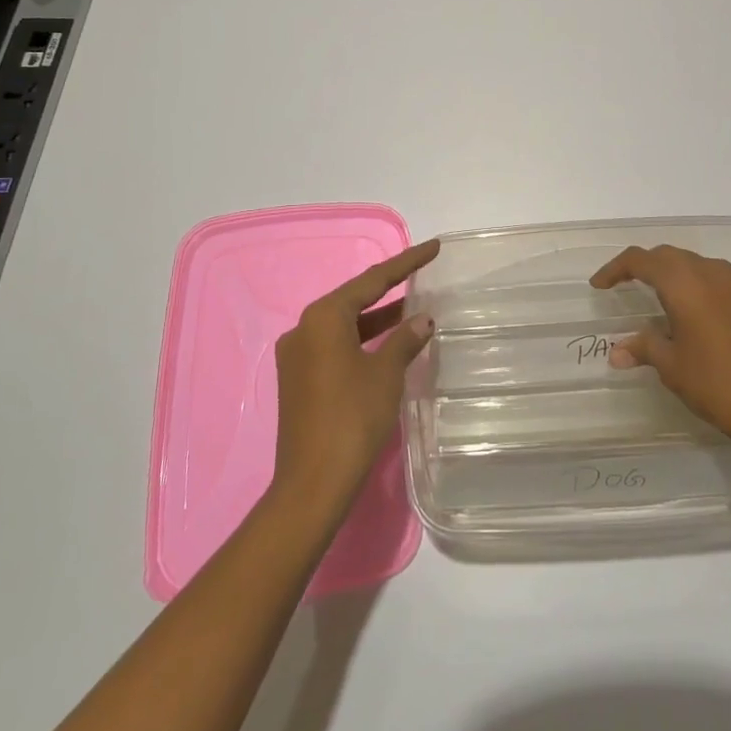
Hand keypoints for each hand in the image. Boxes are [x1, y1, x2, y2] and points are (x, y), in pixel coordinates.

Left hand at [272, 240, 438, 512]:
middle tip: (422, 275)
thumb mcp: (386, 374)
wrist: (312, 483)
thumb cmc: (352, 418)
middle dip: (389, 290)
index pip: (372, 280)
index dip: (406, 263)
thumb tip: (423, 320)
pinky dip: (363, 341)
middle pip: (354, 300)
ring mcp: (297, 356)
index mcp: (323, 317)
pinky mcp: (298, 380)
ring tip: (414, 310)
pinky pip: (335, 346)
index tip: (432, 247)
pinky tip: (388, 345)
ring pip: (345, 325)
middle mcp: (304, 328)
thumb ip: (405, 340)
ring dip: (377, 319)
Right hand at [590, 244, 730, 454]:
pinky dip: (700, 288)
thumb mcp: (672, 367)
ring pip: (697, 265)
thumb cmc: (717, 384)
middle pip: (670, 256)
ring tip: (661, 299)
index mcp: (684, 283)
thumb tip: (618, 352)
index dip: (616, 268)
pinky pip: (720, 281)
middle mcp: (712, 273)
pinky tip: (698, 316)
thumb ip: (644, 348)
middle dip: (644, 266)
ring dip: (675, 274)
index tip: (600, 285)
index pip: (641, 260)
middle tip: (625, 286)